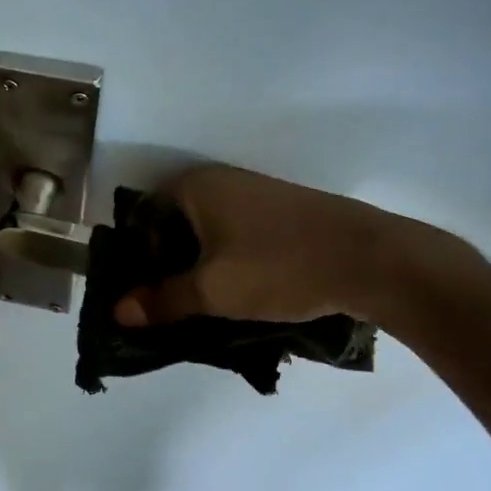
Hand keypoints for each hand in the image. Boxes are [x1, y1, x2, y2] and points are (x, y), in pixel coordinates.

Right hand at [112, 164, 474, 329]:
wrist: (372, 259)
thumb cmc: (280, 267)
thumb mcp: (213, 291)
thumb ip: (161, 300)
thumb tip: (118, 311)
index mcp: (194, 185)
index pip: (141, 214)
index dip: (134, 254)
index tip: (139, 291)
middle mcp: (219, 179)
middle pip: (171, 222)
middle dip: (163, 262)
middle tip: (164, 303)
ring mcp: (252, 192)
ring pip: (204, 230)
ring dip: (195, 263)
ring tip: (198, 303)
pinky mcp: (279, 210)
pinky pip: (232, 233)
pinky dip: (223, 258)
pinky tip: (235, 290)